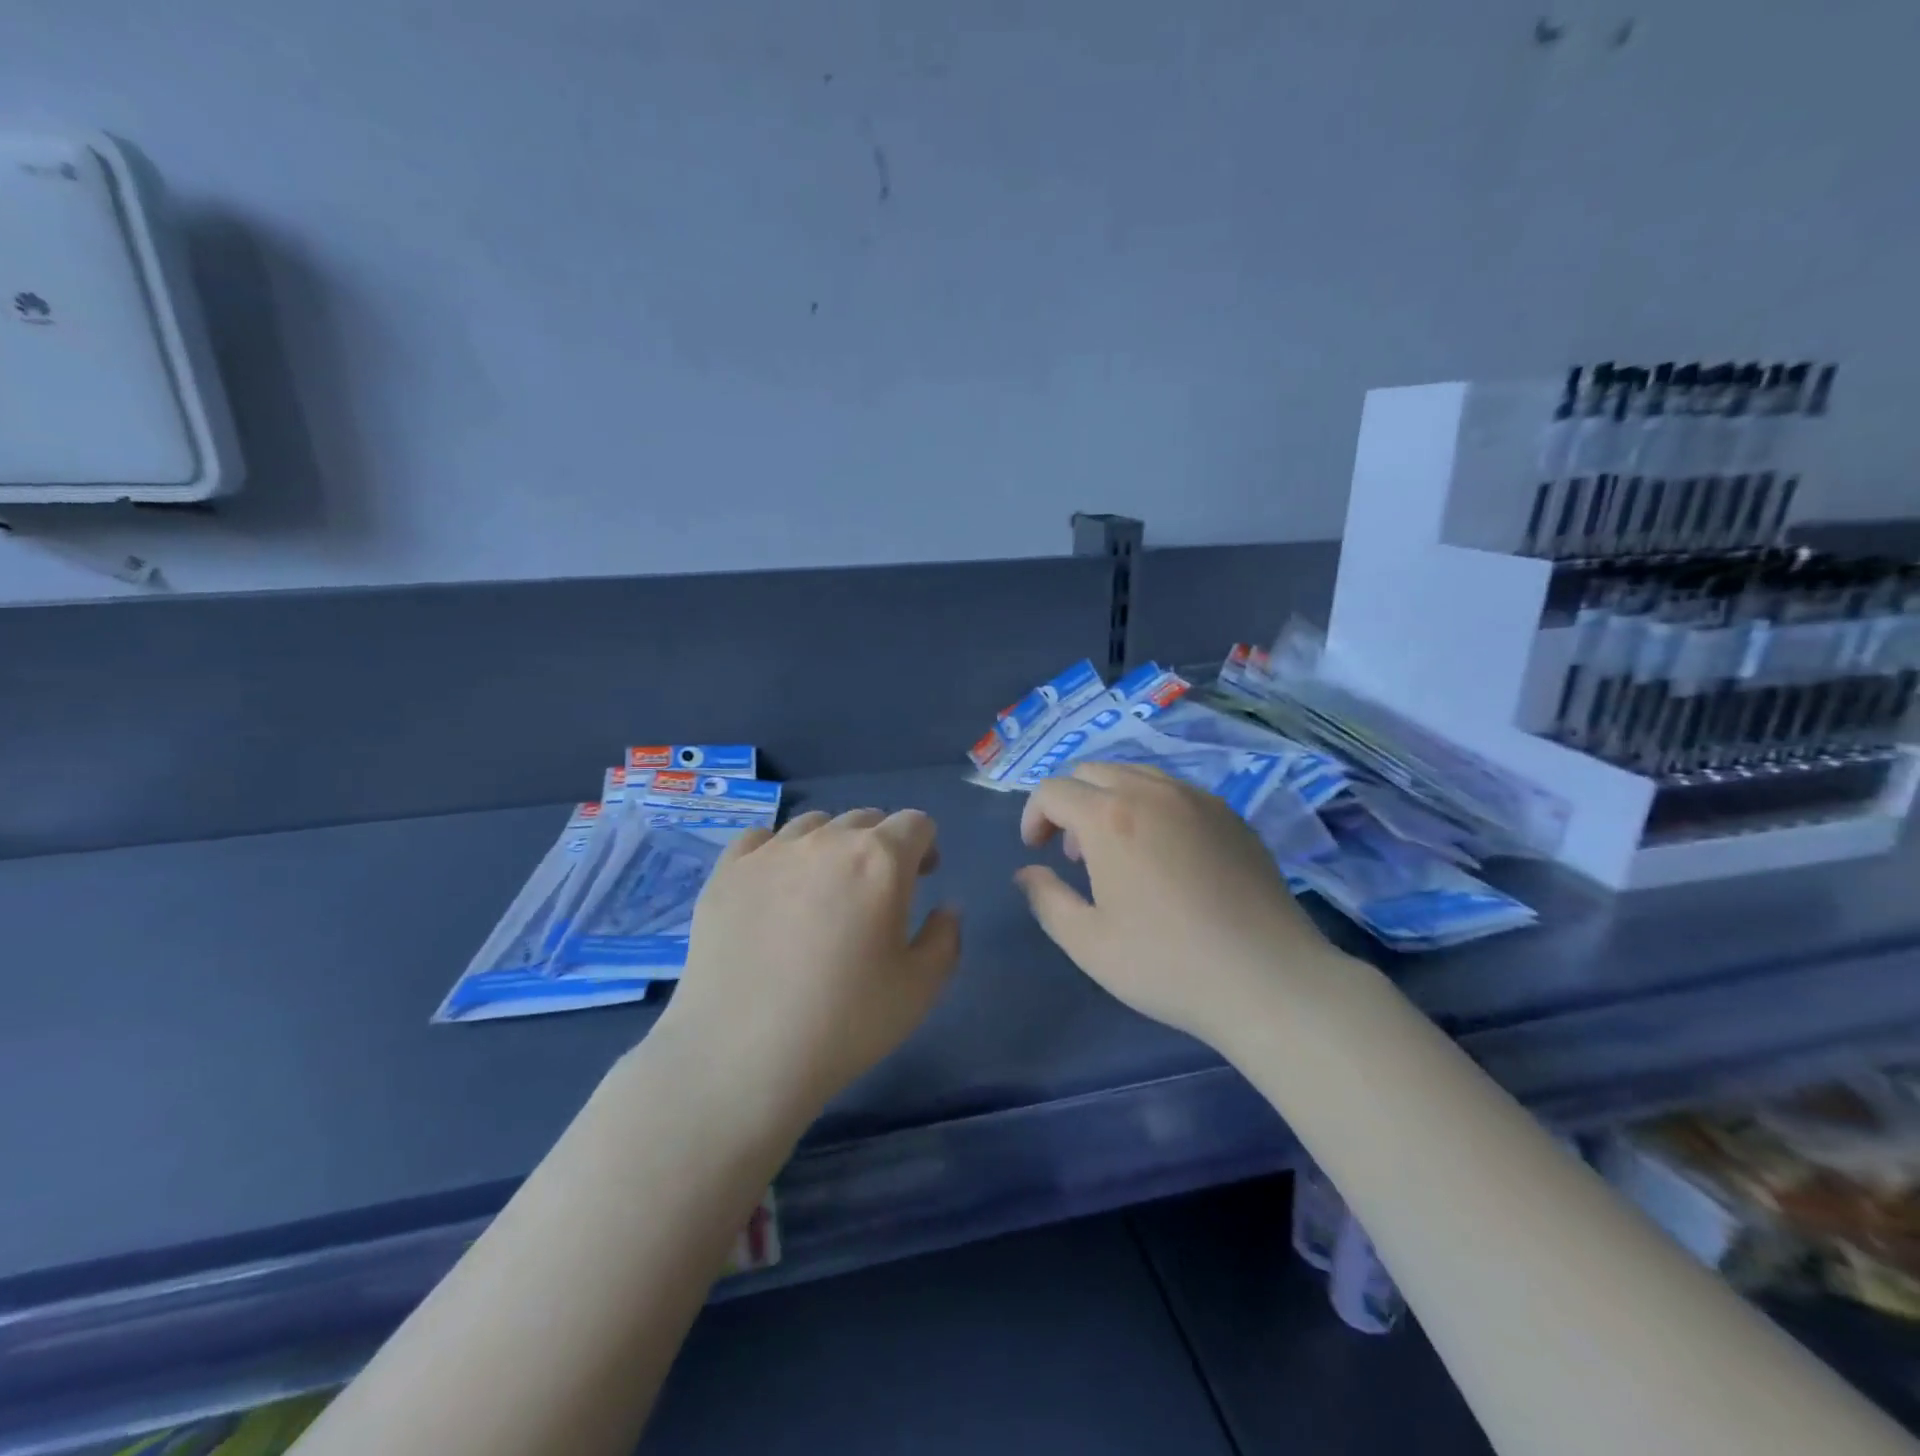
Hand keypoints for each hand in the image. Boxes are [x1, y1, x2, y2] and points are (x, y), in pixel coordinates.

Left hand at [656, 808, 960, 1128]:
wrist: (741, 1055)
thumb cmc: (844, 1023)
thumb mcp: (920, 989)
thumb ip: (946, 937)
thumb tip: (946, 907)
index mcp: (881, 861)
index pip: (915, 823)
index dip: (925, 845)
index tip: (923, 877)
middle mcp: (827, 840)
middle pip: (865, 818)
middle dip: (881, 844)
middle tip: (877, 889)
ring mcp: (771, 852)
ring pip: (814, 823)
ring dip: (831, 844)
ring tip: (823, 888)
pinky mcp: (727, 871)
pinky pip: (759, 838)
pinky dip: (777, 851)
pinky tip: (774, 885)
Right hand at [1014, 762, 1344, 1048]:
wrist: (1269, 980)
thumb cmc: (1167, 964)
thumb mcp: (1088, 943)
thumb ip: (1046, 900)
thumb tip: (1028, 873)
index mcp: (1110, 817)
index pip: (1053, 790)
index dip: (1033, 816)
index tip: (1036, 852)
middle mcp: (1152, 792)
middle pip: (1092, 772)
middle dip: (1070, 804)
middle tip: (1074, 854)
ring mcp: (1197, 799)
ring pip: (1135, 774)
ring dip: (1109, 801)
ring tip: (1118, 853)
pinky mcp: (1230, 815)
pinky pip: (1174, 791)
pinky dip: (1150, 807)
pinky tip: (1165, 856)